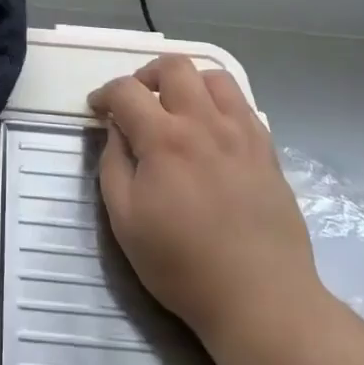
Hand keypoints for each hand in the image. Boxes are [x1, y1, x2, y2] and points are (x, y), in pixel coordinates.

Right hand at [88, 55, 319, 346]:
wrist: (260, 298)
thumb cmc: (182, 265)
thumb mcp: (125, 221)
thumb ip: (113, 165)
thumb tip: (116, 131)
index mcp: (164, 140)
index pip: (127, 91)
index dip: (104, 94)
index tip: (97, 109)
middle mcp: (204, 123)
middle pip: (174, 67)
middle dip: (146, 75)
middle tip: (136, 102)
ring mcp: (241, 133)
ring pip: (214, 77)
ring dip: (187, 82)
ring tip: (176, 108)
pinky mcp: (266, 149)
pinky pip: (242, 104)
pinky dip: (218, 102)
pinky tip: (210, 129)